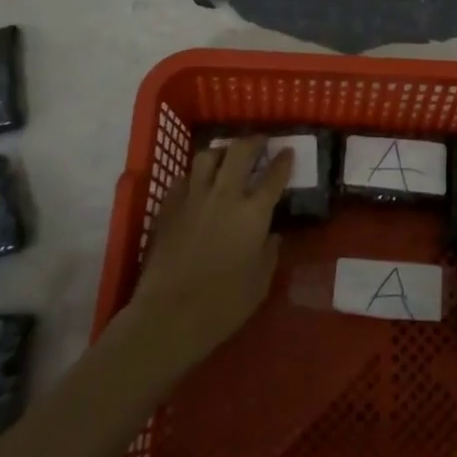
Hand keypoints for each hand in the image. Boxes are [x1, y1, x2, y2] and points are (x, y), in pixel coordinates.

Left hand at [127, 137, 292, 371]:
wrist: (169, 315)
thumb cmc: (224, 304)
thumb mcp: (260, 282)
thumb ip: (269, 253)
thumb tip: (272, 236)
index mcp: (253, 213)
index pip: (273, 176)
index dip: (283, 161)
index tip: (287, 151)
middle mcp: (225, 196)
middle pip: (239, 153)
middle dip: (253, 142)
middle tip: (260, 141)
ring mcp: (193, 199)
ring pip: (207, 157)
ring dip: (221, 152)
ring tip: (226, 155)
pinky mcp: (168, 209)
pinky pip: (183, 179)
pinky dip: (193, 175)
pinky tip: (196, 183)